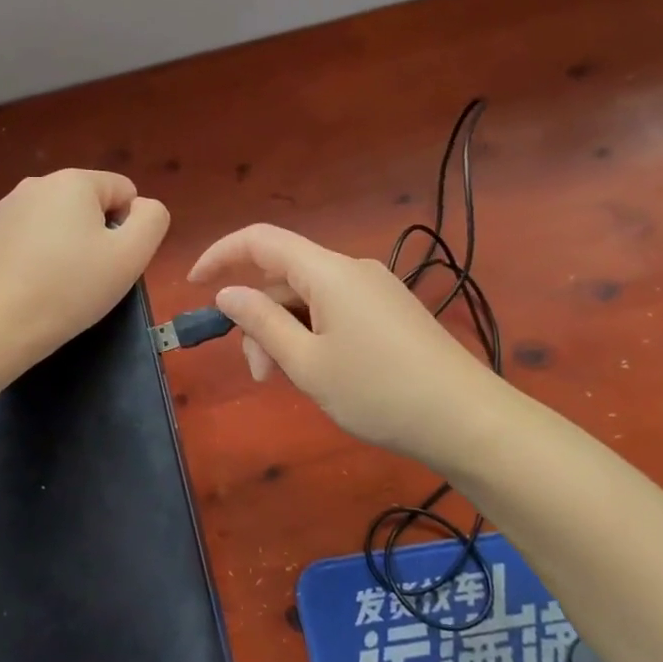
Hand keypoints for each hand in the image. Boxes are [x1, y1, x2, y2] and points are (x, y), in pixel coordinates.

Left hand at [0, 170, 169, 367]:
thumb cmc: (71, 288)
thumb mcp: (132, 256)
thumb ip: (152, 219)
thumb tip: (141, 206)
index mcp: (74, 181)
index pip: (123, 191)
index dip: (127, 227)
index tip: (111, 261)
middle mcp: (36, 182)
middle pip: (86, 203)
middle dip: (93, 233)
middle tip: (87, 275)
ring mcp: (3, 207)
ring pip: (53, 220)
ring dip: (62, 242)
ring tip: (55, 283)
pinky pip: (22, 236)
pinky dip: (31, 254)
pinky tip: (26, 284)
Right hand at [188, 223, 504, 460]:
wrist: (469, 420)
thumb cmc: (379, 392)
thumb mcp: (308, 363)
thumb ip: (262, 323)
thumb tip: (227, 293)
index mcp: (329, 272)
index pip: (261, 240)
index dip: (220, 255)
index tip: (193, 286)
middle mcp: (352, 269)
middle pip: (285, 277)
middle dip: (259, 318)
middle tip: (260, 374)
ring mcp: (376, 290)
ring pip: (309, 298)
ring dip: (286, 333)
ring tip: (290, 383)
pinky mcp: (391, 312)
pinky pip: (335, 310)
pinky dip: (313, 334)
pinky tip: (322, 372)